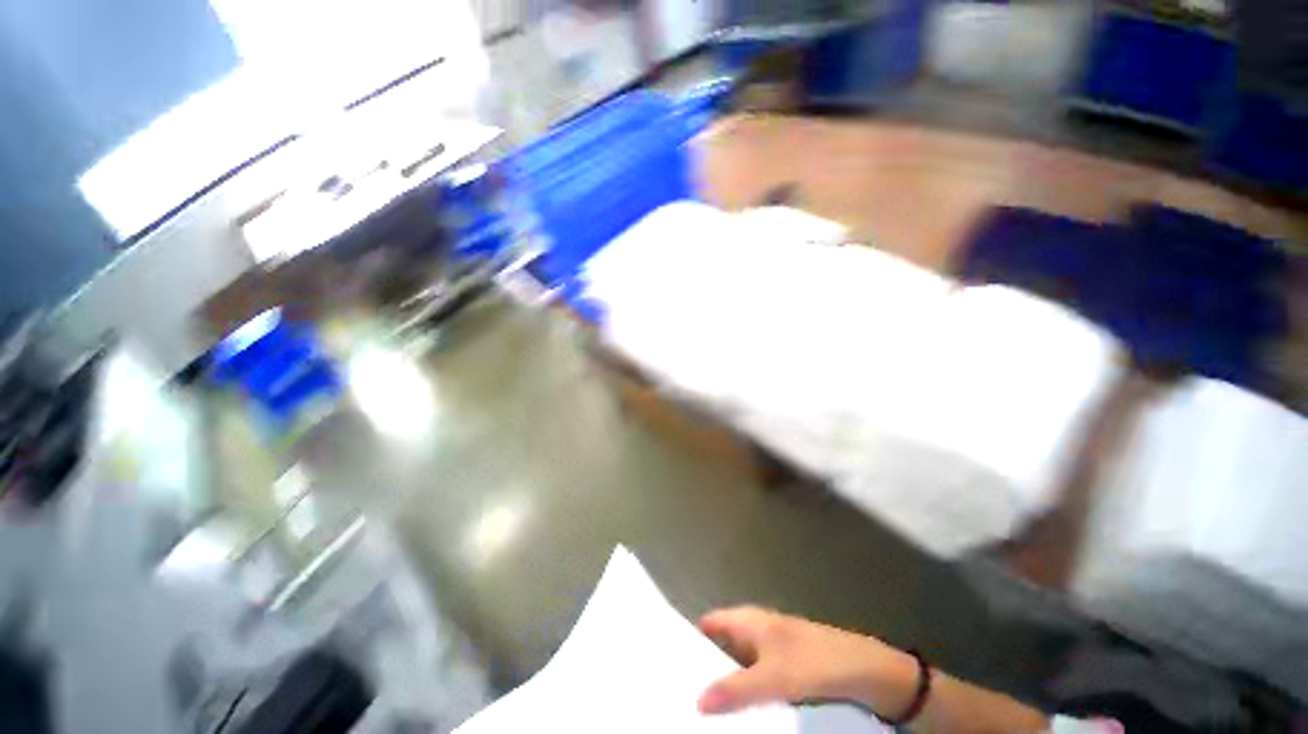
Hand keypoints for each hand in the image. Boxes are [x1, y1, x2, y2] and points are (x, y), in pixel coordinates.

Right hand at [697, 606, 916, 716]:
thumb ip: (737, 688)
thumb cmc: (817, 663)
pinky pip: (758, 684)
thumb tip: (696, 702)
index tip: (669, 662)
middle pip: (722, 646)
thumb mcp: (776, 677)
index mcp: (752, 621)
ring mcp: (775, 654)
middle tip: (680, 695)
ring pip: (740, 668)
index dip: (690, 637)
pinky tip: (738, 718)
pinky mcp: (789, 675)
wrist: (870, 674)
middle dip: (704, 667)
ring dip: (725, 685)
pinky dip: (746, 696)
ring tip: (701, 713)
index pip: (711, 623)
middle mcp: (759, 633)